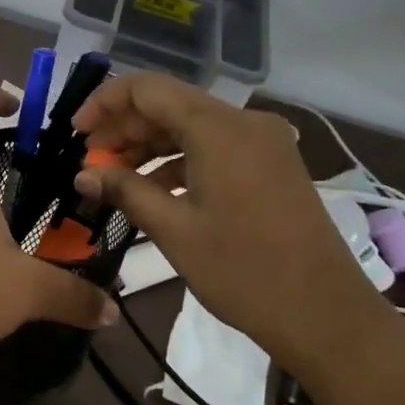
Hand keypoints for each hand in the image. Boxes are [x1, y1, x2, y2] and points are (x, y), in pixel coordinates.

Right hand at [72, 74, 384, 370]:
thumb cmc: (244, 272)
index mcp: (219, 127)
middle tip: (91, 161)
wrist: (327, 316)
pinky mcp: (272, 164)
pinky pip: (215, 146)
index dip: (105, 104)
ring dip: (150, 145)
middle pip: (170, 104)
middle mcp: (244, 121)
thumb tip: (82, 174)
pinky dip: (180, 160)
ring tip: (115, 177)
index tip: (77, 134)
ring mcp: (263, 142)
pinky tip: (155, 189)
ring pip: (191, 125)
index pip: (147, 88)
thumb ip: (125, 190)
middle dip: (125, 128)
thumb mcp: (174, 230)